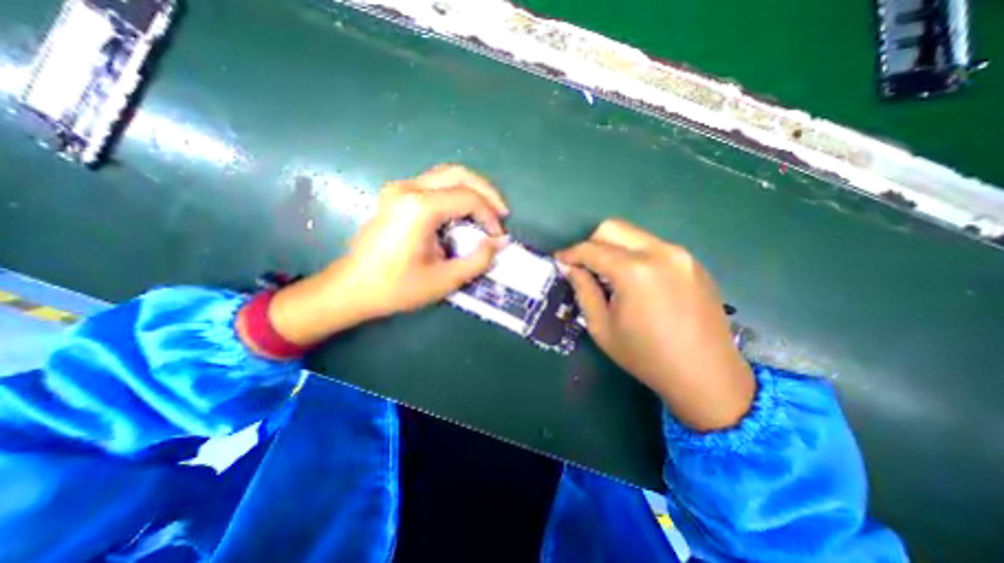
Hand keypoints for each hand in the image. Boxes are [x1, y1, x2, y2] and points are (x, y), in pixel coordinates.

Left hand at [260, 165, 509, 350]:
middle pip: (459, 174)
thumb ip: (478, 260)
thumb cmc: (396, 288)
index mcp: (419, 207)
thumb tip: (501, 242)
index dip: (490, 216)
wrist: (351, 288)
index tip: (498, 237)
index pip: (468, 198)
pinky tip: (463, 214)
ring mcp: (399, 188)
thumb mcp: (444, 280)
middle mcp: (408, 188)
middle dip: (486, 192)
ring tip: (487, 213)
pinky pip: (434, 185)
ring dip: (471, 190)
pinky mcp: (396, 196)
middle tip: (501, 213)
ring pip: (446, 175)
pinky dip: (455, 194)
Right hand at [558, 218, 752, 427]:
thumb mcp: (602, 327)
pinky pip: (653, 247)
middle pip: (613, 228)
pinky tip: (635, 281)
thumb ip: (583, 290)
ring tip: (608, 275)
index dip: (570, 253)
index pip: (591, 249)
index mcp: (634, 271)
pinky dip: (635, 255)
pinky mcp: (692, 262)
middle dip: (591, 243)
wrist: (707, 375)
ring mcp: (680, 254)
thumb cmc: (646, 356)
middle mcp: (659, 252)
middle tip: (583, 266)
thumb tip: (570, 267)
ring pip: (634, 235)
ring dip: (613, 248)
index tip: (559, 261)